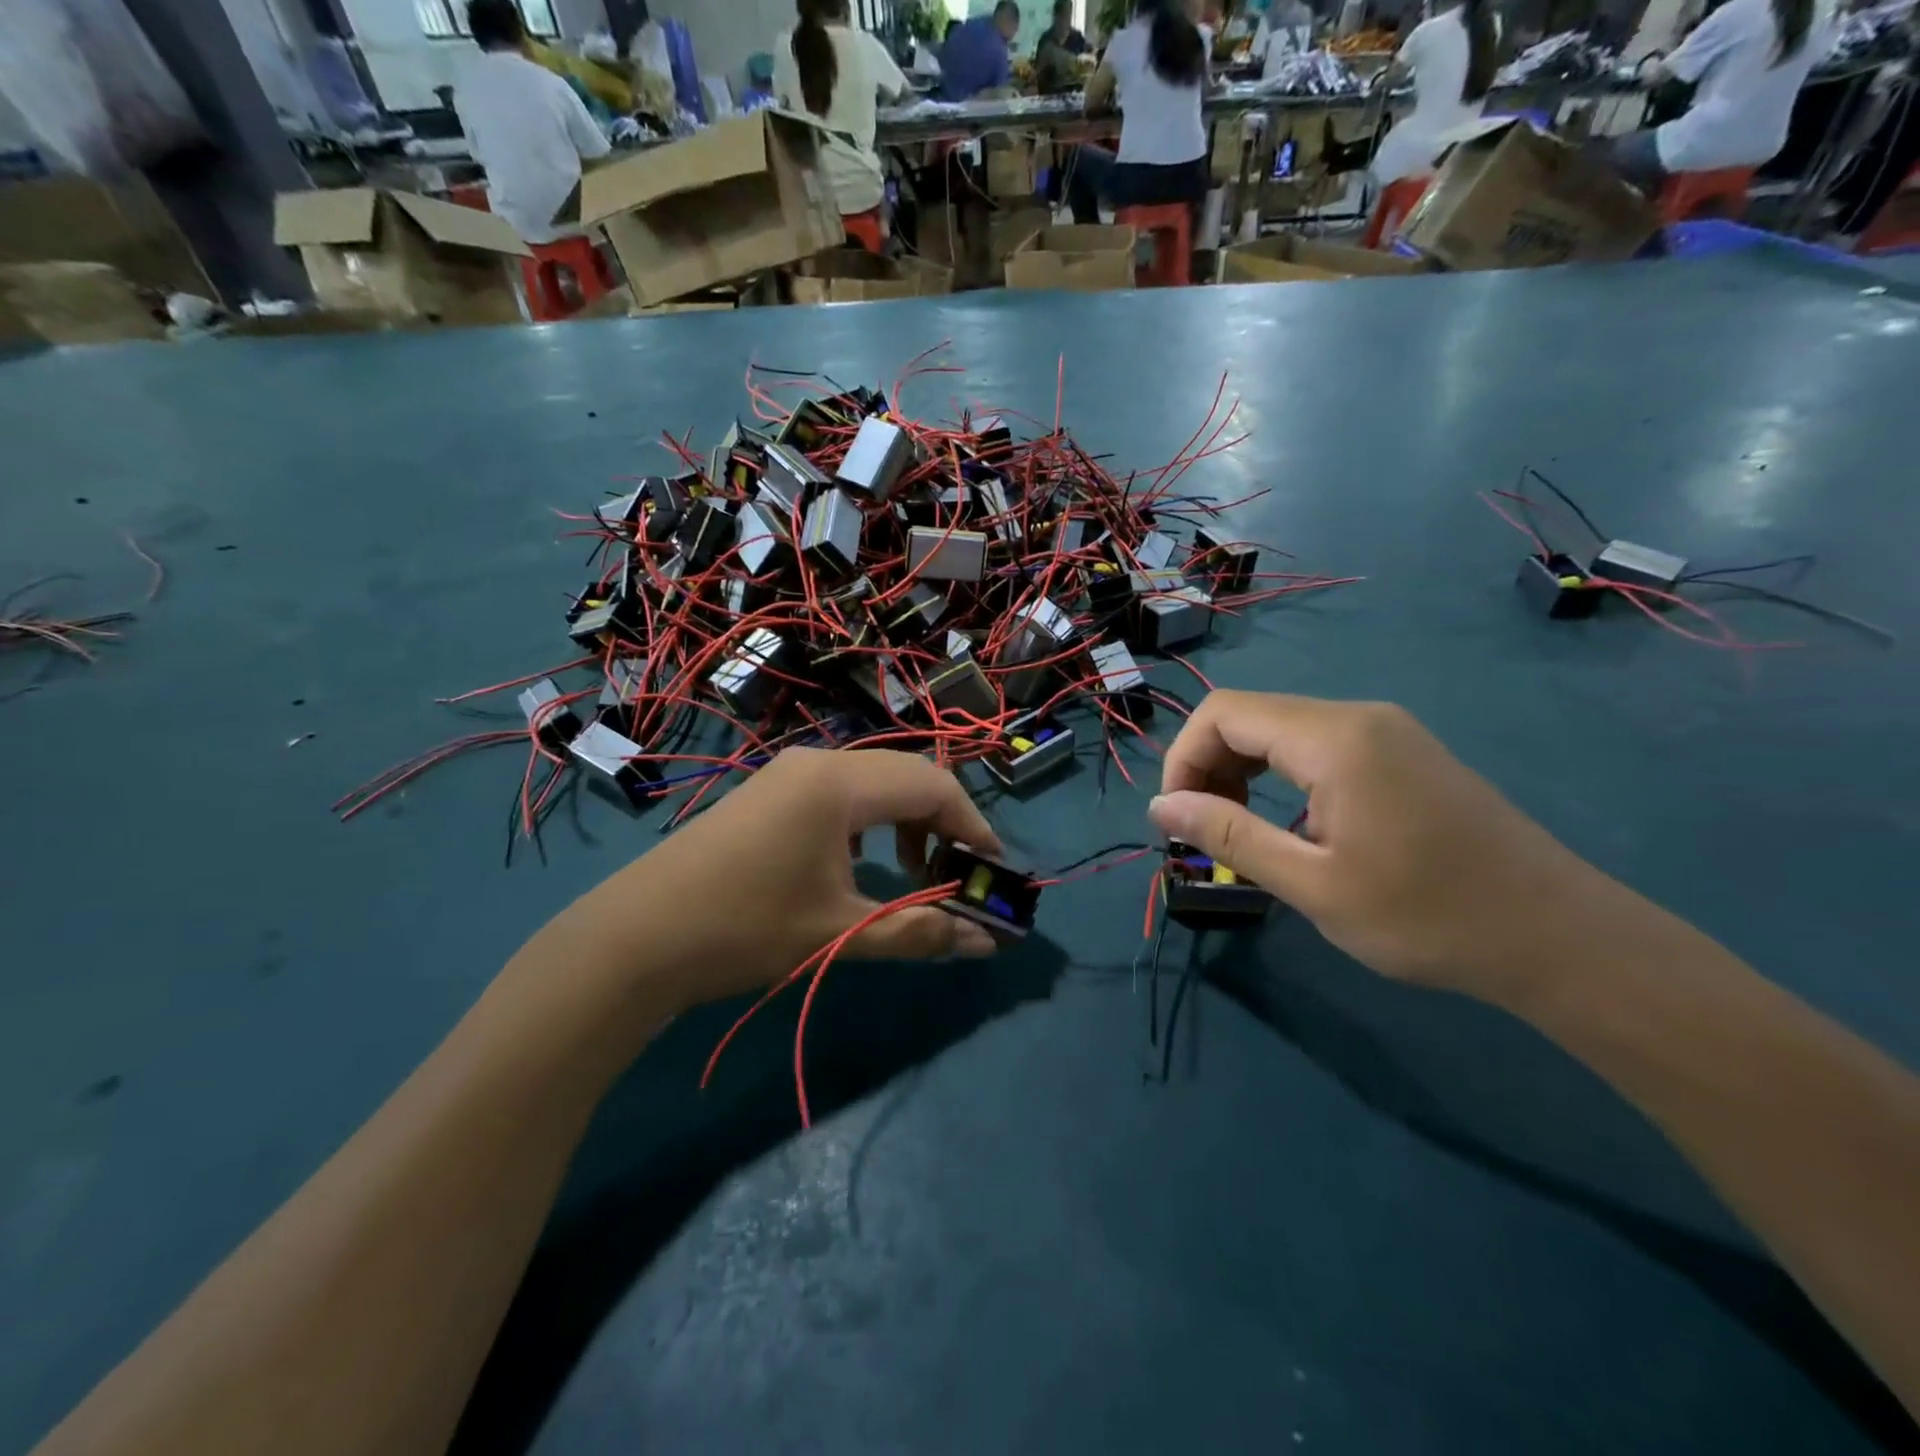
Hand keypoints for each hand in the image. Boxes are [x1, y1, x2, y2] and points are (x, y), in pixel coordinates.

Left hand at [565, 748, 1002, 1011]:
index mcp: (840, 784)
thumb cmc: (746, 929)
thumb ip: (920, 932)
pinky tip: (860, 861)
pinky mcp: (769, 790)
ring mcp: (789, 772)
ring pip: (874, 779)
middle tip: (958, 874)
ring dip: (906, 818)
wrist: (638, 937)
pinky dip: (870, 819)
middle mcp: (819, 761)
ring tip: (913, 870)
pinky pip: (841, 790)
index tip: (992, 871)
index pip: (933, 786)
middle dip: (944, 821)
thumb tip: (984, 944)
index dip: (973, 826)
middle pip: (908, 774)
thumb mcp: (840, 933)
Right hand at [1147, 692, 1626, 1003]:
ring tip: (1242, 832)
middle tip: (1204, 832)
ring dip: (1243, 772)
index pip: (1223, 713)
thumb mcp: (1312, 884)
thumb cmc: (1428, 917)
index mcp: (1334, 739)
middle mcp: (1358, 716)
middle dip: (1208, 767)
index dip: (1183, 758)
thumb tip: (1160, 806)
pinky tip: (1295, 826)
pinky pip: (1319, 745)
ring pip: (1282, 729)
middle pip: (1250, 715)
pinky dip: (1282, 776)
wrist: (1559, 938)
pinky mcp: (1404, 753)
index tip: (1177, 819)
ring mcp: (1387, 731)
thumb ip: (1227, 834)